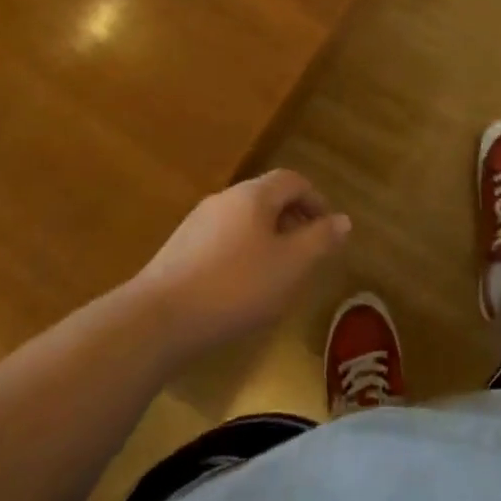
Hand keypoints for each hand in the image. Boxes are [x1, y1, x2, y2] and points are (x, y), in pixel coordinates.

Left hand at [134, 170, 350, 352]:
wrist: (157, 320)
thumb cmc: (236, 287)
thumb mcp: (291, 265)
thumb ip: (321, 239)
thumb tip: (343, 220)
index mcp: (254, 195)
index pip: (293, 180)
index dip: (316, 200)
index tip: (328, 230)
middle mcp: (225, 199)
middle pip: (267, 197)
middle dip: (293, 219)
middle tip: (308, 252)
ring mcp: (197, 223)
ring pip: (244, 220)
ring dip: (268, 237)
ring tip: (278, 273)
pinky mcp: (179, 250)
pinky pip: (223, 239)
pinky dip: (242, 252)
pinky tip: (241, 287)